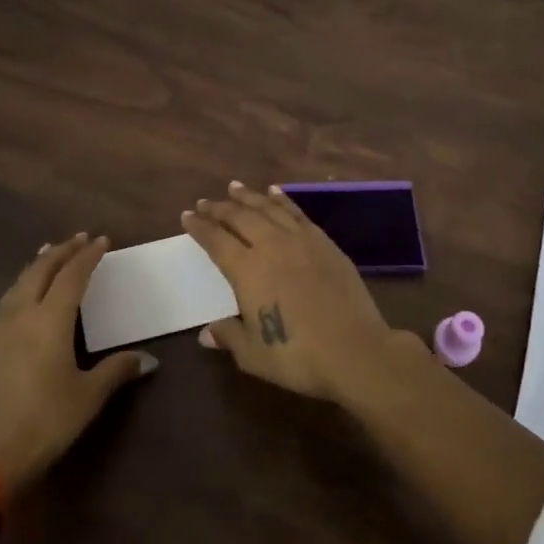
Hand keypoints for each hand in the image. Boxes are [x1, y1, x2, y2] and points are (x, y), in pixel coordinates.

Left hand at [0, 233, 156, 489]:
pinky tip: (25, 294)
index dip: (88, 256)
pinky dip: (22, 284)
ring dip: (38, 264)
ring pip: (19, 282)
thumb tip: (148, 359)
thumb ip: (116, 371)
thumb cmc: (44, 422)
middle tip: (79, 238)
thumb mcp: (87, 397)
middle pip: (41, 270)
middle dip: (61, 251)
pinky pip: (7, 300)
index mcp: (50, 319)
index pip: (72, 275)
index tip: (102, 241)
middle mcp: (21, 314)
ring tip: (50, 254)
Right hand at [182, 183, 402, 403]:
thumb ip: (228, 336)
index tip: (187, 216)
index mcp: (247, 271)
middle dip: (219, 208)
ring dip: (248, 196)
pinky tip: (276, 193)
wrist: (355, 350)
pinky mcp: (325, 243)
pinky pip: (298, 213)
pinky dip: (282, 200)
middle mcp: (271, 246)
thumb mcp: (253, 355)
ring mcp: (301, 241)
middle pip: (240, 218)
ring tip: (234, 187)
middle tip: (205, 202)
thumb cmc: (297, 356)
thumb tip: (206, 332)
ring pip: (268, 209)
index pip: (216, 241)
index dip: (200, 227)